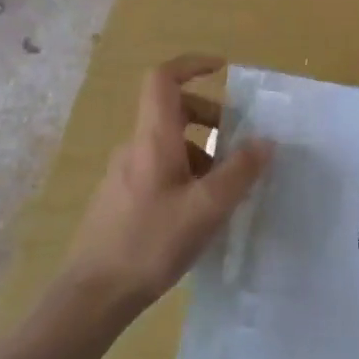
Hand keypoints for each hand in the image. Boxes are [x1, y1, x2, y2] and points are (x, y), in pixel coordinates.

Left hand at [58, 57, 271, 317]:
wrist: (94, 294)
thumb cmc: (151, 243)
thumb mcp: (207, 208)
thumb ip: (239, 172)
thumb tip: (265, 141)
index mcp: (153, 139)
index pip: (163, 79)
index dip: (192, 65)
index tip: (223, 69)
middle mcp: (135, 148)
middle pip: (172, 111)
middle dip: (210, 119)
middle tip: (238, 145)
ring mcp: (124, 174)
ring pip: (169, 145)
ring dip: (202, 154)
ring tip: (226, 191)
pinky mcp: (122, 198)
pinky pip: (160, 169)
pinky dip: (186, 175)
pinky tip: (200, 214)